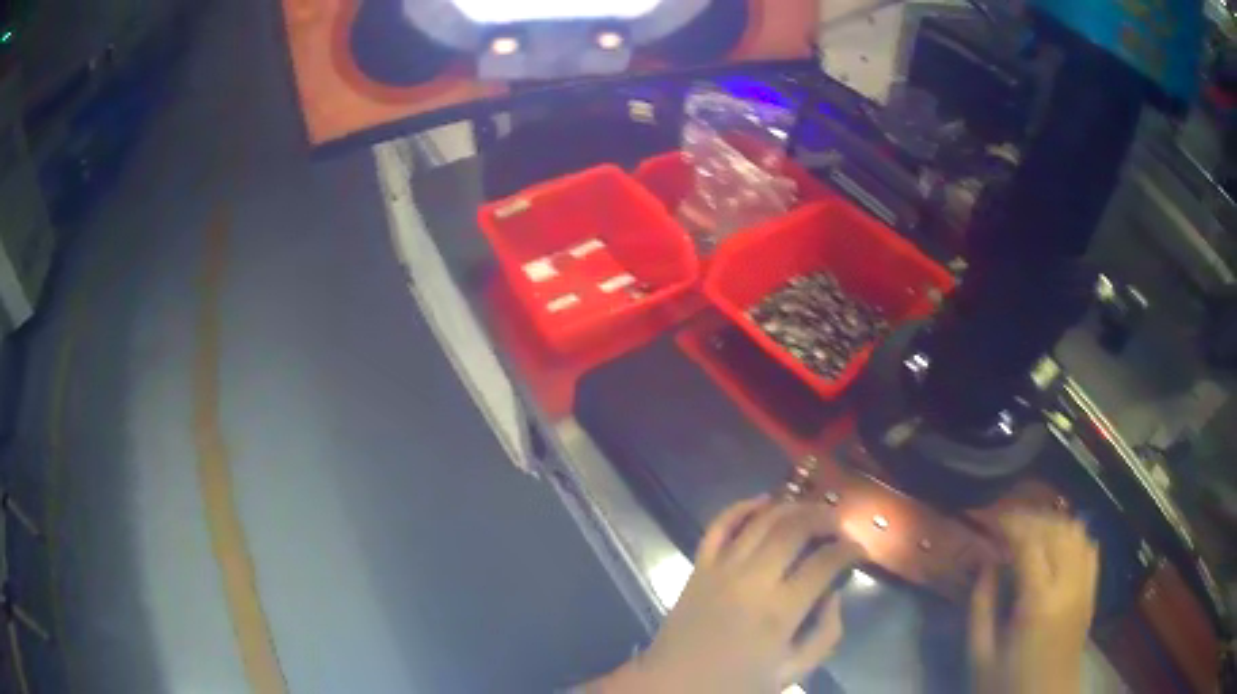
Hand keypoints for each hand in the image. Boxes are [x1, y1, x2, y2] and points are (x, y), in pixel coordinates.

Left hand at [601, 496, 863, 692]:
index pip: (825, 562)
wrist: (674, 686)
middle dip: (824, 518)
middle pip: (794, 528)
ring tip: (812, 511)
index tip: (860, 551)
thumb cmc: (736, 684)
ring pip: (761, 520)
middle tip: (839, 525)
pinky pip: (719, 526)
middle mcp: (751, 580)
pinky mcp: (698, 567)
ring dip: (792, 507)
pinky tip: (763, 502)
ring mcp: (721, 569)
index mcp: (779, 612)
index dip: (850, 550)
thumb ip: (825, 634)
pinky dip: (741, 507)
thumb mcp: (793, 671)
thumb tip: (833, 594)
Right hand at [970, 512, 1099, 693]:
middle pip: (1057, 530)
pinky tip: (1059, 544)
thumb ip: (981, 607)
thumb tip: (986, 564)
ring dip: (1054, 524)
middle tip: (1008, 524)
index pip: (1030, 543)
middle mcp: (1068, 585)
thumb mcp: (981, 655)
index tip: (993, 519)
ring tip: (1032, 531)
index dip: (1011, 524)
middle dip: (1032, 519)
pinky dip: (1074, 536)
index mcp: (1038, 601)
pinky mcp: (1092, 592)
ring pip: (1077, 532)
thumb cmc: (1007, 683)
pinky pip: (1089, 548)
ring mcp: (1085, 586)